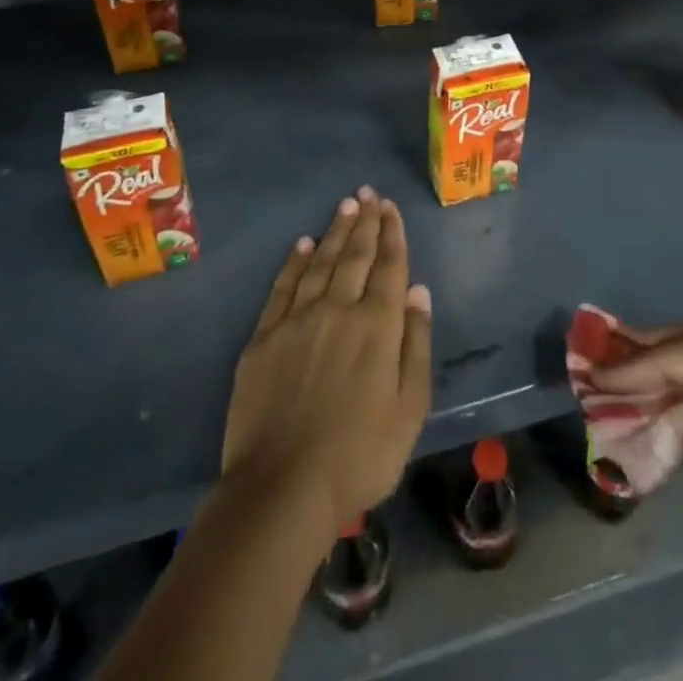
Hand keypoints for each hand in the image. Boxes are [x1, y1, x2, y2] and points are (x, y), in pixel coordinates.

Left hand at [220, 188, 432, 545]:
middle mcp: (338, 310)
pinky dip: (295, 262)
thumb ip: (416, 345)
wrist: (282, 489)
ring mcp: (297, 320)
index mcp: (377, 326)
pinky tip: (303, 244)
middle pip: (355, 256)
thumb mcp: (410, 409)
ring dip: (335, 232)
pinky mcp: (264, 338)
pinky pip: (283, 287)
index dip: (391, 234)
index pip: (388, 266)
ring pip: (321, 263)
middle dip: (365, 222)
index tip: (390, 207)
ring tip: (345, 206)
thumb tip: (418, 292)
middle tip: (368, 193)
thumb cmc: (359, 456)